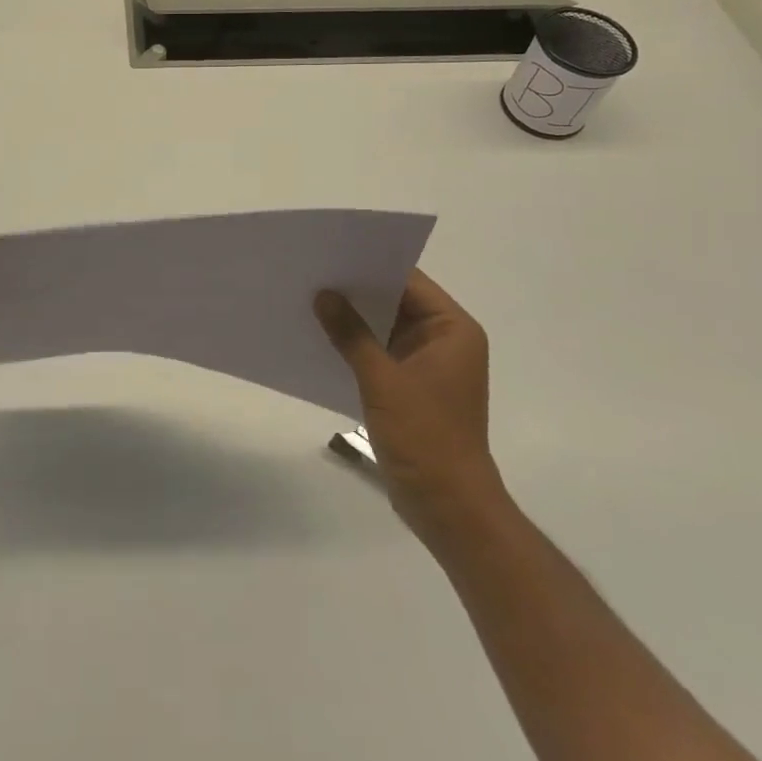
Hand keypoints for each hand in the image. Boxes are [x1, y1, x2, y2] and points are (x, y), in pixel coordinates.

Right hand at [315, 270, 500, 545]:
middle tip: (312, 274)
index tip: (331, 254)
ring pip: (385, 329)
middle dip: (356, 293)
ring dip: (353, 320)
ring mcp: (427, 366)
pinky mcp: (411, 388)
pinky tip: (322, 340)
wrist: (447, 506)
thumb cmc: (424, 436)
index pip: (410, 281)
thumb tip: (323, 295)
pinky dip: (356, 347)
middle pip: (396, 302)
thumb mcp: (382, 380)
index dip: (371, 266)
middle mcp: (444, 340)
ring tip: (309, 301)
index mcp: (453, 330)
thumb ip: (351, 334)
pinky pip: (380, 354)